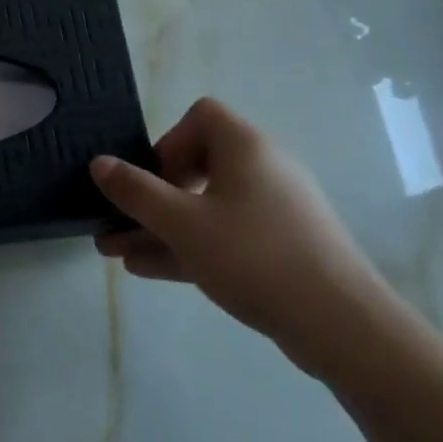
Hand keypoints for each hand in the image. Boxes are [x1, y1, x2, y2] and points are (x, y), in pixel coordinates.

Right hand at [92, 98, 392, 374]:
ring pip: (207, 208)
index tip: (152, 179)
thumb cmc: (254, 256)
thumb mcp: (182, 223)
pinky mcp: (282, 248)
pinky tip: (147, 269)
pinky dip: (190, 246)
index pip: (201, 116)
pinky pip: (226, 235)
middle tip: (124, 219)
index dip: (169, 141)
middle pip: (199, 164)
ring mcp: (275, 210)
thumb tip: (99, 163)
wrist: (343, 326)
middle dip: (152, 194)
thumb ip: (136, 192)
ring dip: (162, 227)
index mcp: (244, 146)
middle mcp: (263, 168)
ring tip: (116, 251)